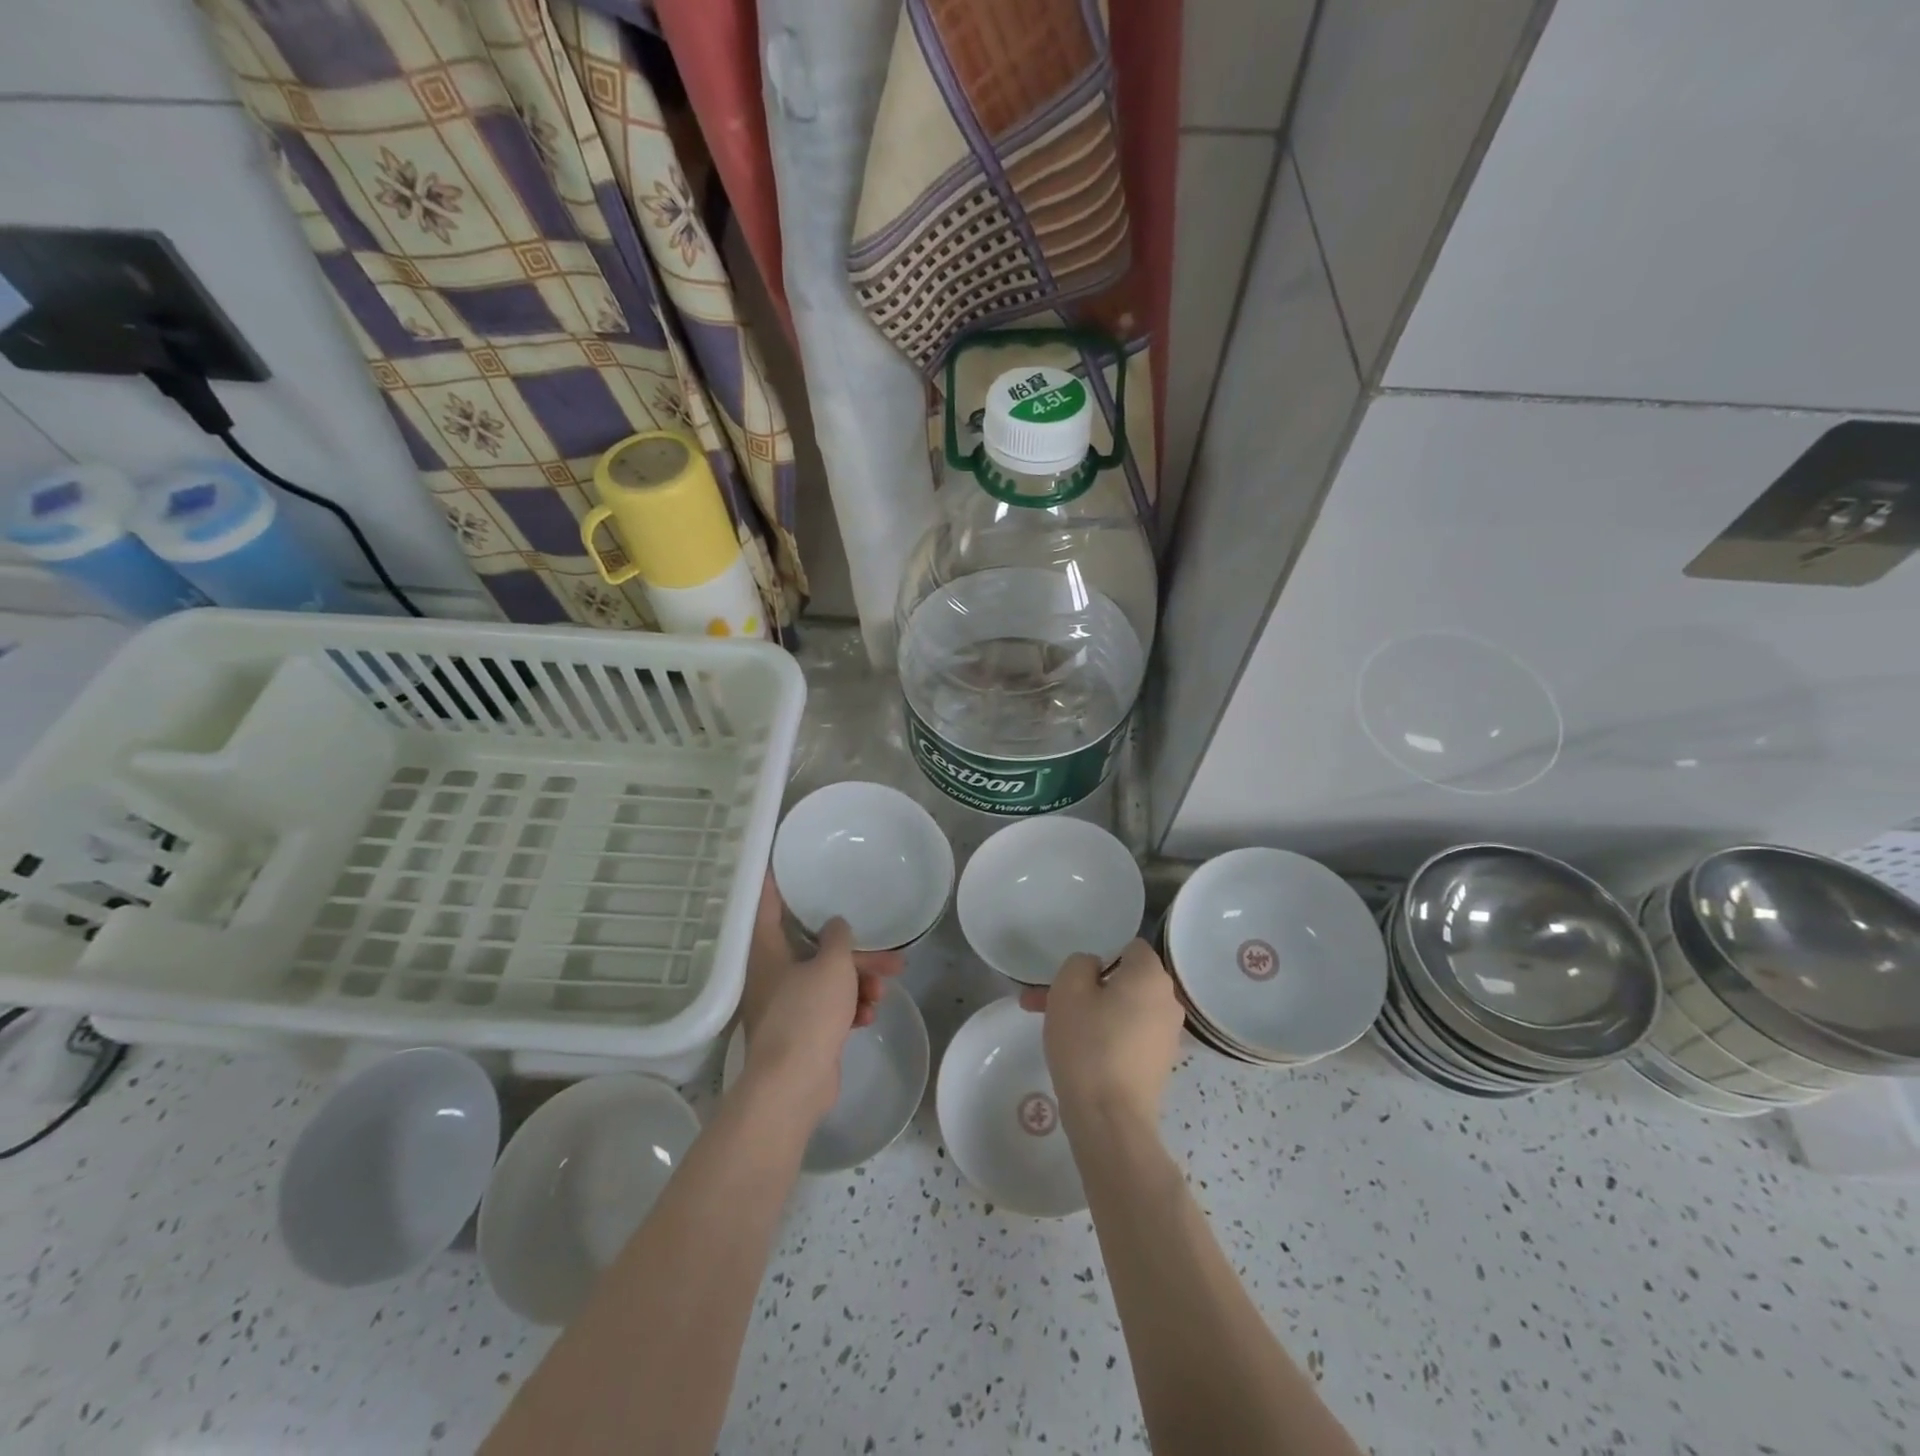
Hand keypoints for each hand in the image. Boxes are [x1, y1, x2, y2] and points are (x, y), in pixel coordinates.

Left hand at [737, 876, 905, 1122]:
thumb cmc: (807, 1014)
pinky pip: (830, 1009)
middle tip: (891, 956)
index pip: (768, 906)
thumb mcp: (831, 966)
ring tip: (883, 991)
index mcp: (767, 952)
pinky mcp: (802, 1033)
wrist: (793, 1085)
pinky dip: (850, 1008)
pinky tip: (869, 1015)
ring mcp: (786, 1005)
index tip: (785, 863)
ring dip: (858, 983)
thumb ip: (837, 938)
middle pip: (816, 950)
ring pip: (828, 981)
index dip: (777, 883)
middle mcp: (772, 974)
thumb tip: (835, 925)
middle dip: (855, 954)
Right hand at [1019, 939, 1182, 1132]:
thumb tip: (1095, 969)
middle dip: (1086, 987)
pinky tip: (1077, 1052)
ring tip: (1052, 1028)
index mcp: (1151, 975)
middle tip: (1047, 1001)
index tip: (1073, 977)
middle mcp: (1168, 1000)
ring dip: (1091, 1012)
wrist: (1109, 1118)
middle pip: (1124, 980)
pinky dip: (1105, 1036)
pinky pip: (1128, 1035)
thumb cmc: (1088, 1043)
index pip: (1129, 947)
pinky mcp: (1158, 1064)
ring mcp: (1167, 1035)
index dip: (1100, 955)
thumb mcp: (1068, 988)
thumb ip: (1080, 963)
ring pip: (1122, 1009)